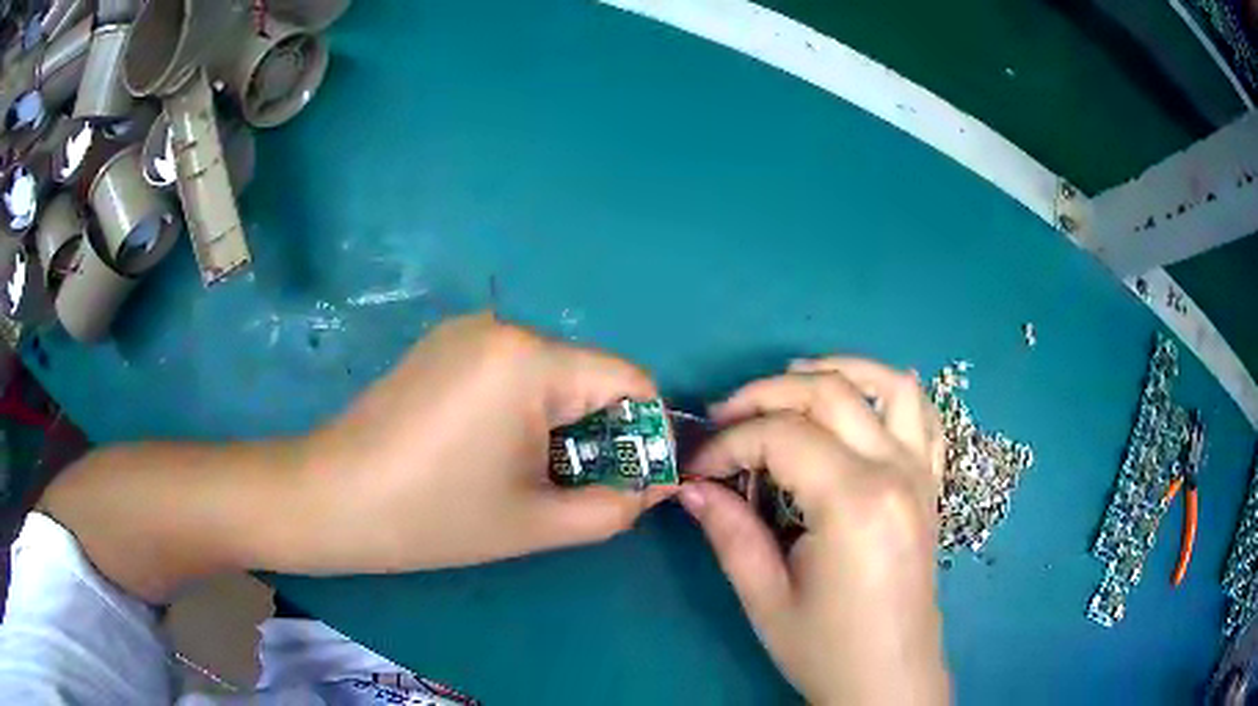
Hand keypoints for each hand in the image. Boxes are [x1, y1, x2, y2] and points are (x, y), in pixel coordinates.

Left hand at [305, 312, 669, 571]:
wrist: (330, 499)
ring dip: (560, 426)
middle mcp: (503, 326)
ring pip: (550, 375)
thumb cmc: (433, 517)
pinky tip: (491, 452)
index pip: (630, 379)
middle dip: (599, 434)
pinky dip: (524, 411)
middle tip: (578, 489)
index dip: (647, 432)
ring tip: (531, 476)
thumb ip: (615, 505)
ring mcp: (467, 332)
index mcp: (530, 359)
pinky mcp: (443, 346)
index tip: (636, 480)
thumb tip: (660, 485)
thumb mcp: (537, 522)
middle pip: (588, 376)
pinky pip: (511, 372)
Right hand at [681, 358, 948, 704]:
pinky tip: (864, 399)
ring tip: (791, 381)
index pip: (782, 436)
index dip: (729, 443)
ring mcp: (922, 473)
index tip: (698, 469)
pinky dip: (893, 391)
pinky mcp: (931, 484)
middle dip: (765, 395)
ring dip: (837, 369)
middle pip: (829, 392)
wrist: (890, 678)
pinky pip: (925, 416)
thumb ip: (730, 532)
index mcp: (854, 502)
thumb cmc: (827, 649)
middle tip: (725, 419)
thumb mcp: (766, 598)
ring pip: (888, 384)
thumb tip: (691, 486)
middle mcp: (895, 471)